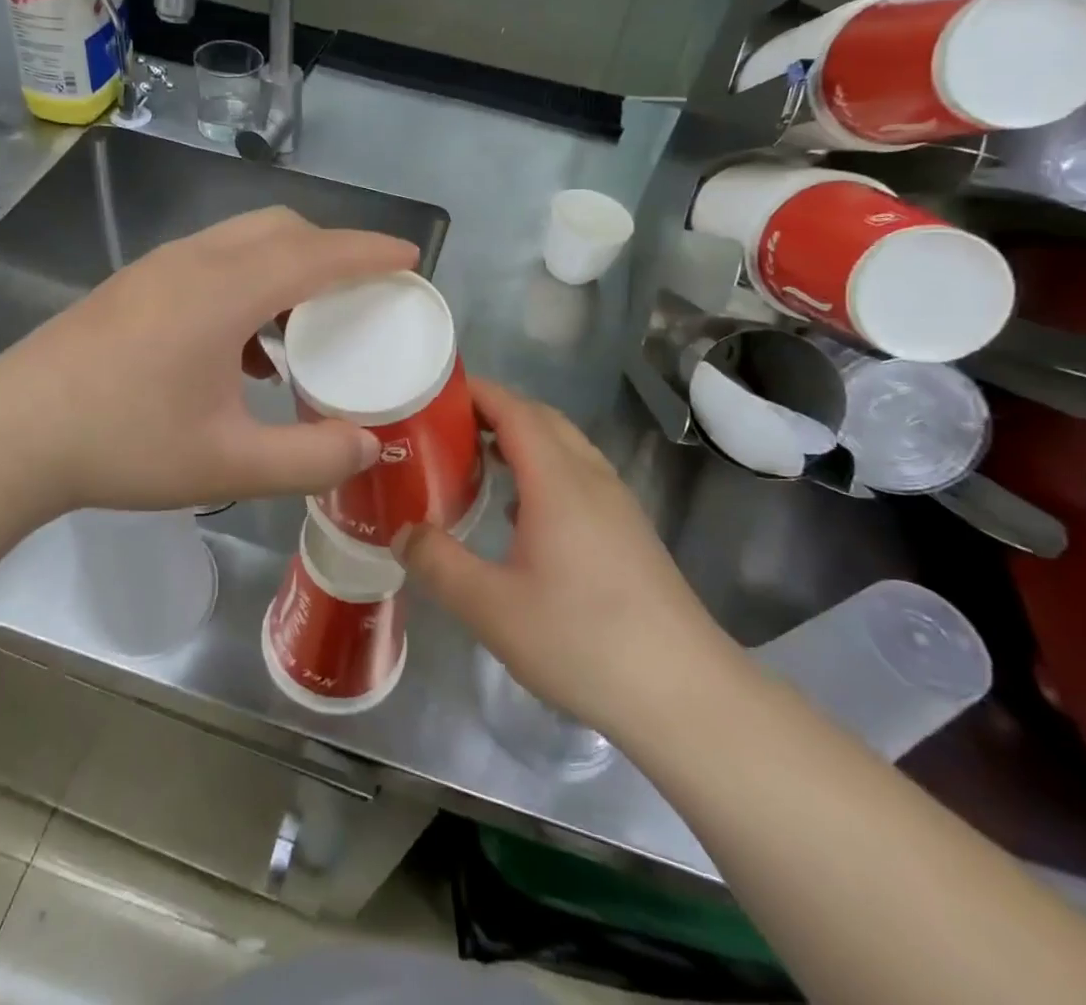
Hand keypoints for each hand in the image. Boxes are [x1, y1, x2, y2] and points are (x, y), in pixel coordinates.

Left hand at [0, 207, 415, 517]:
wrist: (12, 434)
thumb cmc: (124, 444)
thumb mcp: (228, 464)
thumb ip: (309, 457)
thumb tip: (368, 446)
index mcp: (226, 291)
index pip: (318, 254)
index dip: (371, 252)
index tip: (410, 259)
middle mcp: (195, 261)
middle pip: (281, 228)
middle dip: (332, 249)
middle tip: (363, 291)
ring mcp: (158, 267)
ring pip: (243, 240)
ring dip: (286, 265)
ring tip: (305, 322)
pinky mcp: (135, 284)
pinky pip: (211, 261)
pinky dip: (248, 281)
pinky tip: (243, 345)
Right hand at [402, 380, 735, 735]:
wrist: (684, 693)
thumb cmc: (582, 640)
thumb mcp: (491, 608)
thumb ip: (438, 563)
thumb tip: (401, 532)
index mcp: (558, 479)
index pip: (513, 409)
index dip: (475, 392)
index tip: (433, 391)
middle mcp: (591, 477)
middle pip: (541, 419)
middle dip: (493, 411)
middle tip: (445, 428)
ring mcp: (617, 503)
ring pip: (564, 447)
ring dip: (520, 439)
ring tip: (476, 461)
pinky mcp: (629, 531)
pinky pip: (578, 476)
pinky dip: (543, 469)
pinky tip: (521, 512)